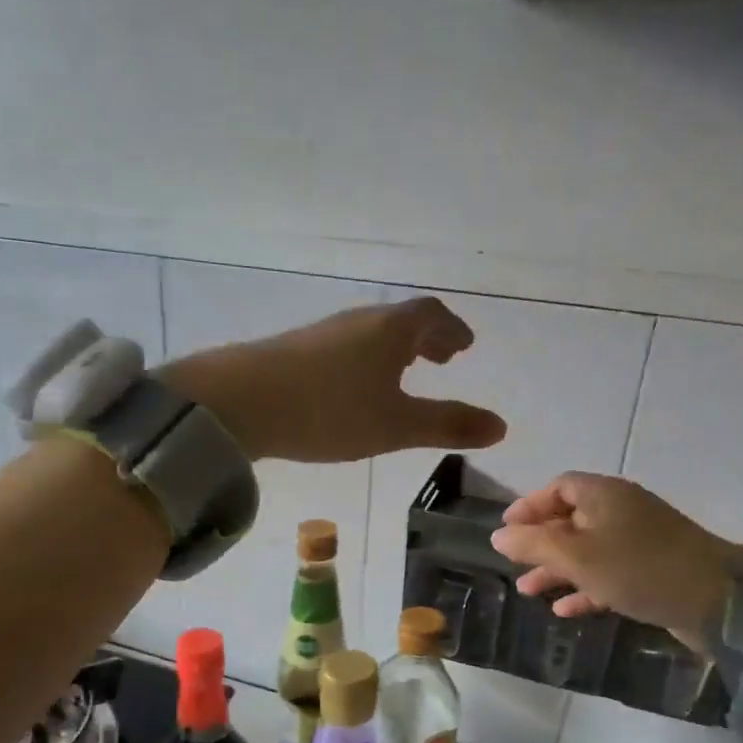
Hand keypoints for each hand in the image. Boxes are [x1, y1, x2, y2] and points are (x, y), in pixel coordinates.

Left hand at [159, 296, 506, 462]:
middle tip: (441, 359)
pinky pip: (343, 348)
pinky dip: (363, 360)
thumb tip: (501, 426)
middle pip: (400, 321)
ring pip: (369, 334)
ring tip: (400, 373)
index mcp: (390, 329)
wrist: (240, 402)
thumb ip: (447, 425)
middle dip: (426, 339)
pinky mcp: (293, 351)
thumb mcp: (396, 426)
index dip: (452, 331)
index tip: (464, 347)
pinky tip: (350, 387)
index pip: (432, 316)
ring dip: (393, 349)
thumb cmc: (330, 411)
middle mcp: (358, 321)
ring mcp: (322, 333)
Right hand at [489, 473, 738, 647]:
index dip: (530, 505)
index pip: (559, 487)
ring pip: (588, 550)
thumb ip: (532, 544)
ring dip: (558, 569)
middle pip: (572, 519)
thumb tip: (497, 536)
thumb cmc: (637, 568)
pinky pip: (609, 573)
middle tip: (515, 563)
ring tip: (530, 591)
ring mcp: (641, 541)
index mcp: (605, 495)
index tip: (506, 529)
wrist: (719, 601)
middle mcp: (623, 511)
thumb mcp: (575, 555)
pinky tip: (565, 609)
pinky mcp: (654, 570)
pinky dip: (585, 587)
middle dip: (540, 543)